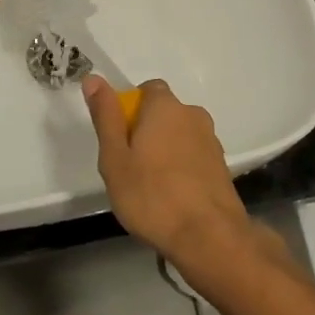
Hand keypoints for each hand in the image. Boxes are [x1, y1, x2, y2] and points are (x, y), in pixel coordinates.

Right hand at [82, 76, 253, 272]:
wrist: (208, 236)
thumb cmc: (152, 196)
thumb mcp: (115, 158)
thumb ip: (106, 116)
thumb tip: (93, 78)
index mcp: (165, 107)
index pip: (147, 89)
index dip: (130, 109)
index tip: (119, 139)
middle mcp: (192, 115)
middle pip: (164, 113)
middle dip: (147, 131)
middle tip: (129, 166)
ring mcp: (211, 140)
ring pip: (180, 135)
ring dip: (165, 150)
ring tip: (151, 186)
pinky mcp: (221, 165)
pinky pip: (193, 155)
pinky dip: (182, 167)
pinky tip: (172, 196)